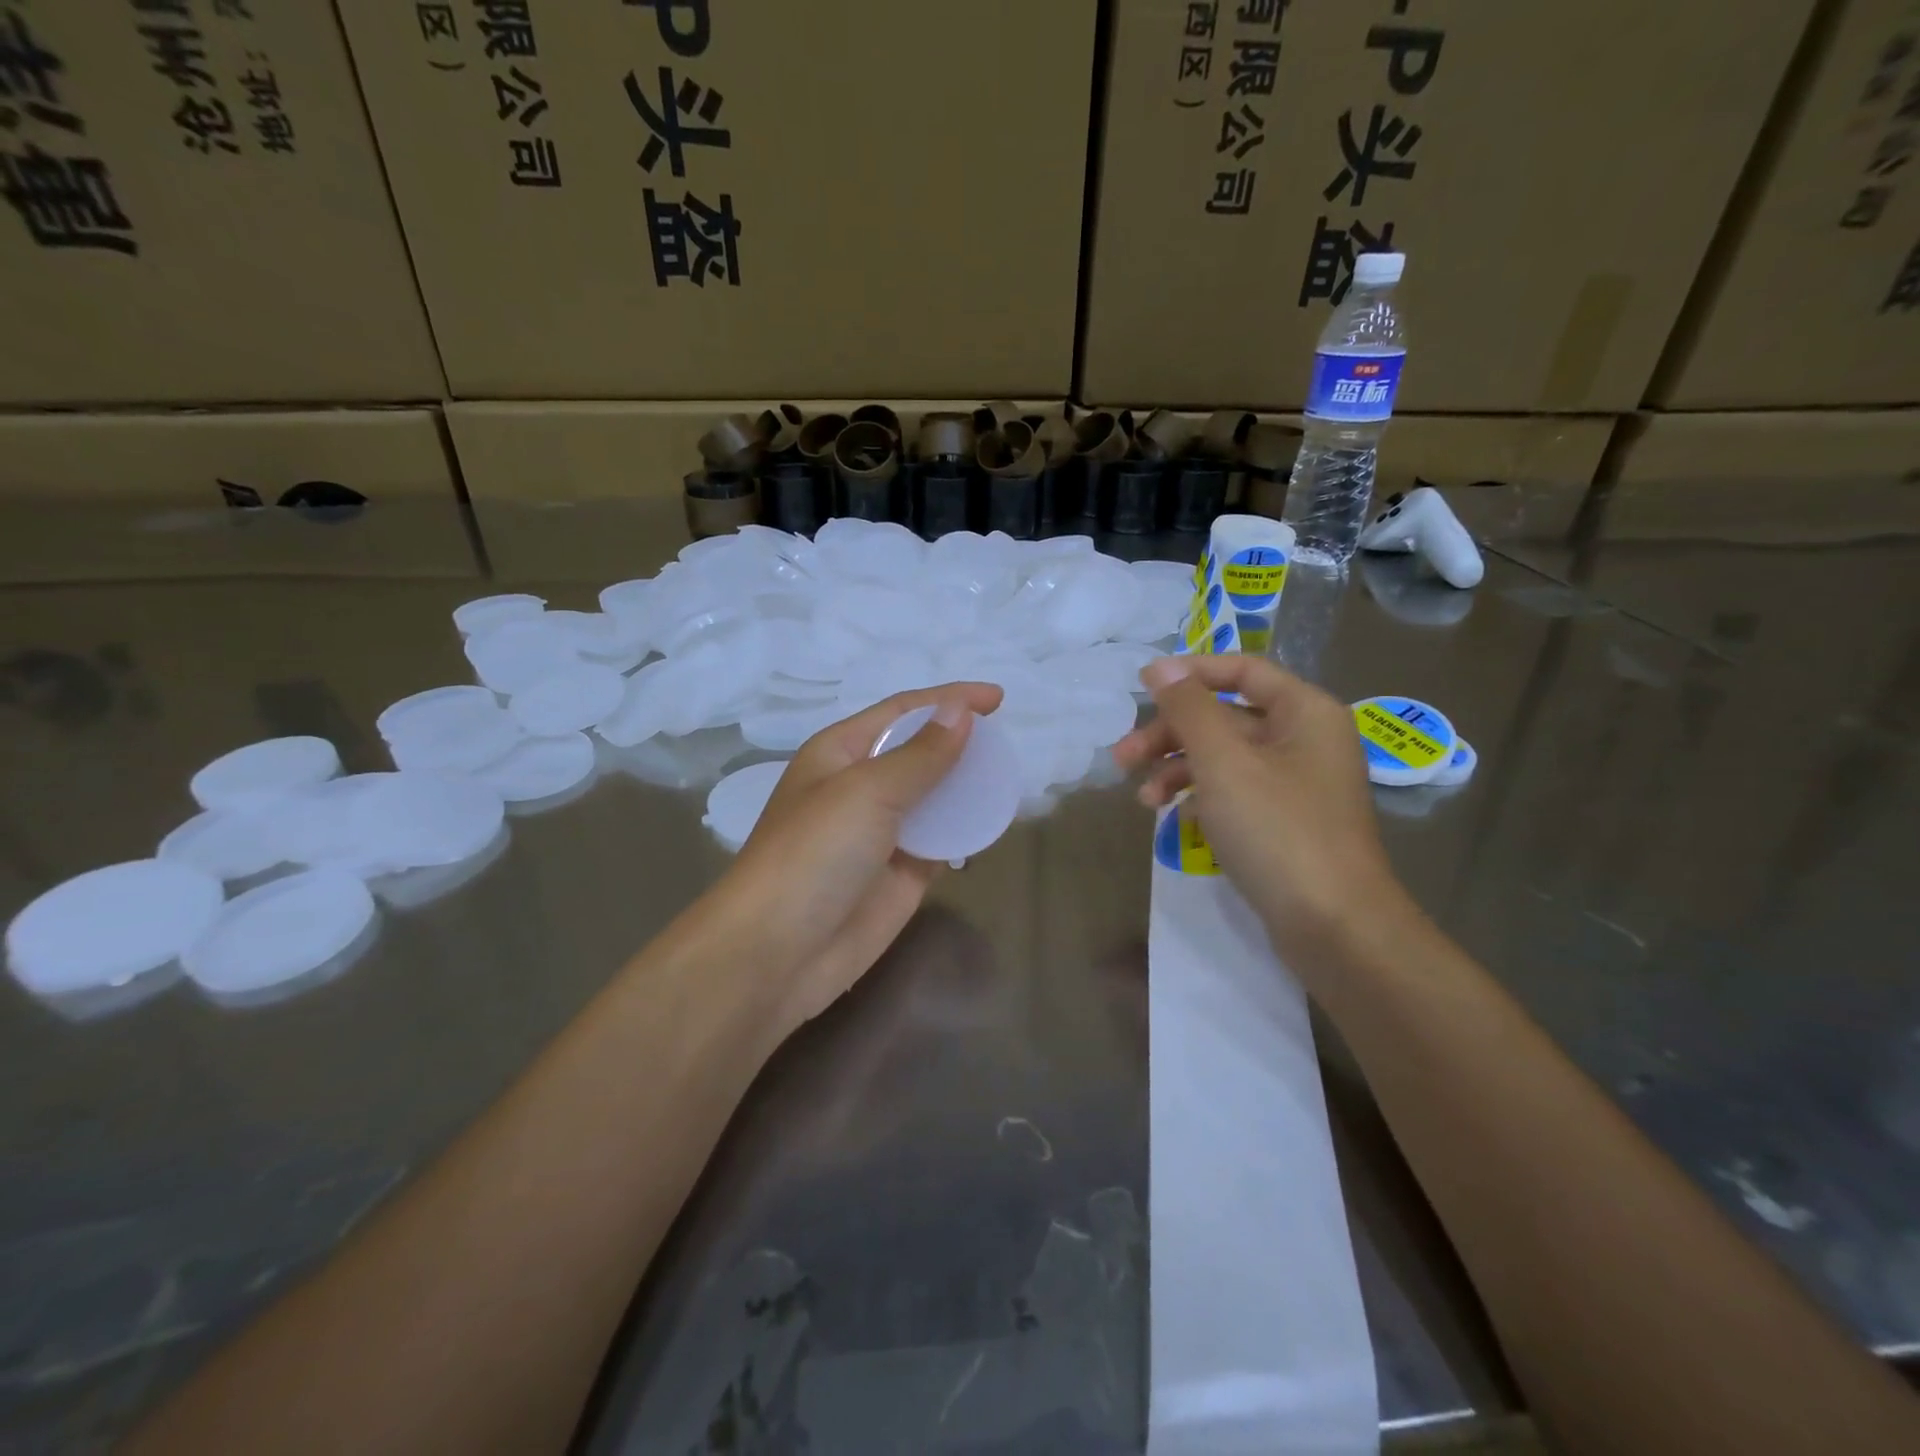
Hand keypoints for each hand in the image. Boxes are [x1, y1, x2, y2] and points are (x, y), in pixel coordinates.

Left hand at [713, 681, 1004, 1040]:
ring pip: (933, 796)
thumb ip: (921, 754)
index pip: (903, 712)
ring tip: (1008, 778)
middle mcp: (861, 786)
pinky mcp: (901, 873)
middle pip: (920, 751)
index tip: (998, 699)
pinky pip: (941, 840)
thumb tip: (960, 711)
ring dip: (967, 786)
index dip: (949, 699)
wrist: (778, 953)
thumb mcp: (867, 792)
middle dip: (960, 742)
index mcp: (840, 752)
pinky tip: (992, 822)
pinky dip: (965, 829)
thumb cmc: (814, 854)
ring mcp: (882, 832)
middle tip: (1006, 743)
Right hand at [1112, 654, 1403, 963]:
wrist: (1335, 927)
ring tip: (1143, 799)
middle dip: (1171, 734)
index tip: (1141, 687)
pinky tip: (1175, 817)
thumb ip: (1189, 709)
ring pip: (1225, 758)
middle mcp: (1305, 740)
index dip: (1189, 673)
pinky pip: (1235, 792)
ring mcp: (1297, 784)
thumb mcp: (1223, 762)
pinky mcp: (1285, 822)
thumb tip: (1159, 666)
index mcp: (1304, 712)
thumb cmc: (1278, 831)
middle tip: (1123, 758)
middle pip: (1226, 717)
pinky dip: (1201, 797)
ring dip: (1178, 769)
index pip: (1241, 669)